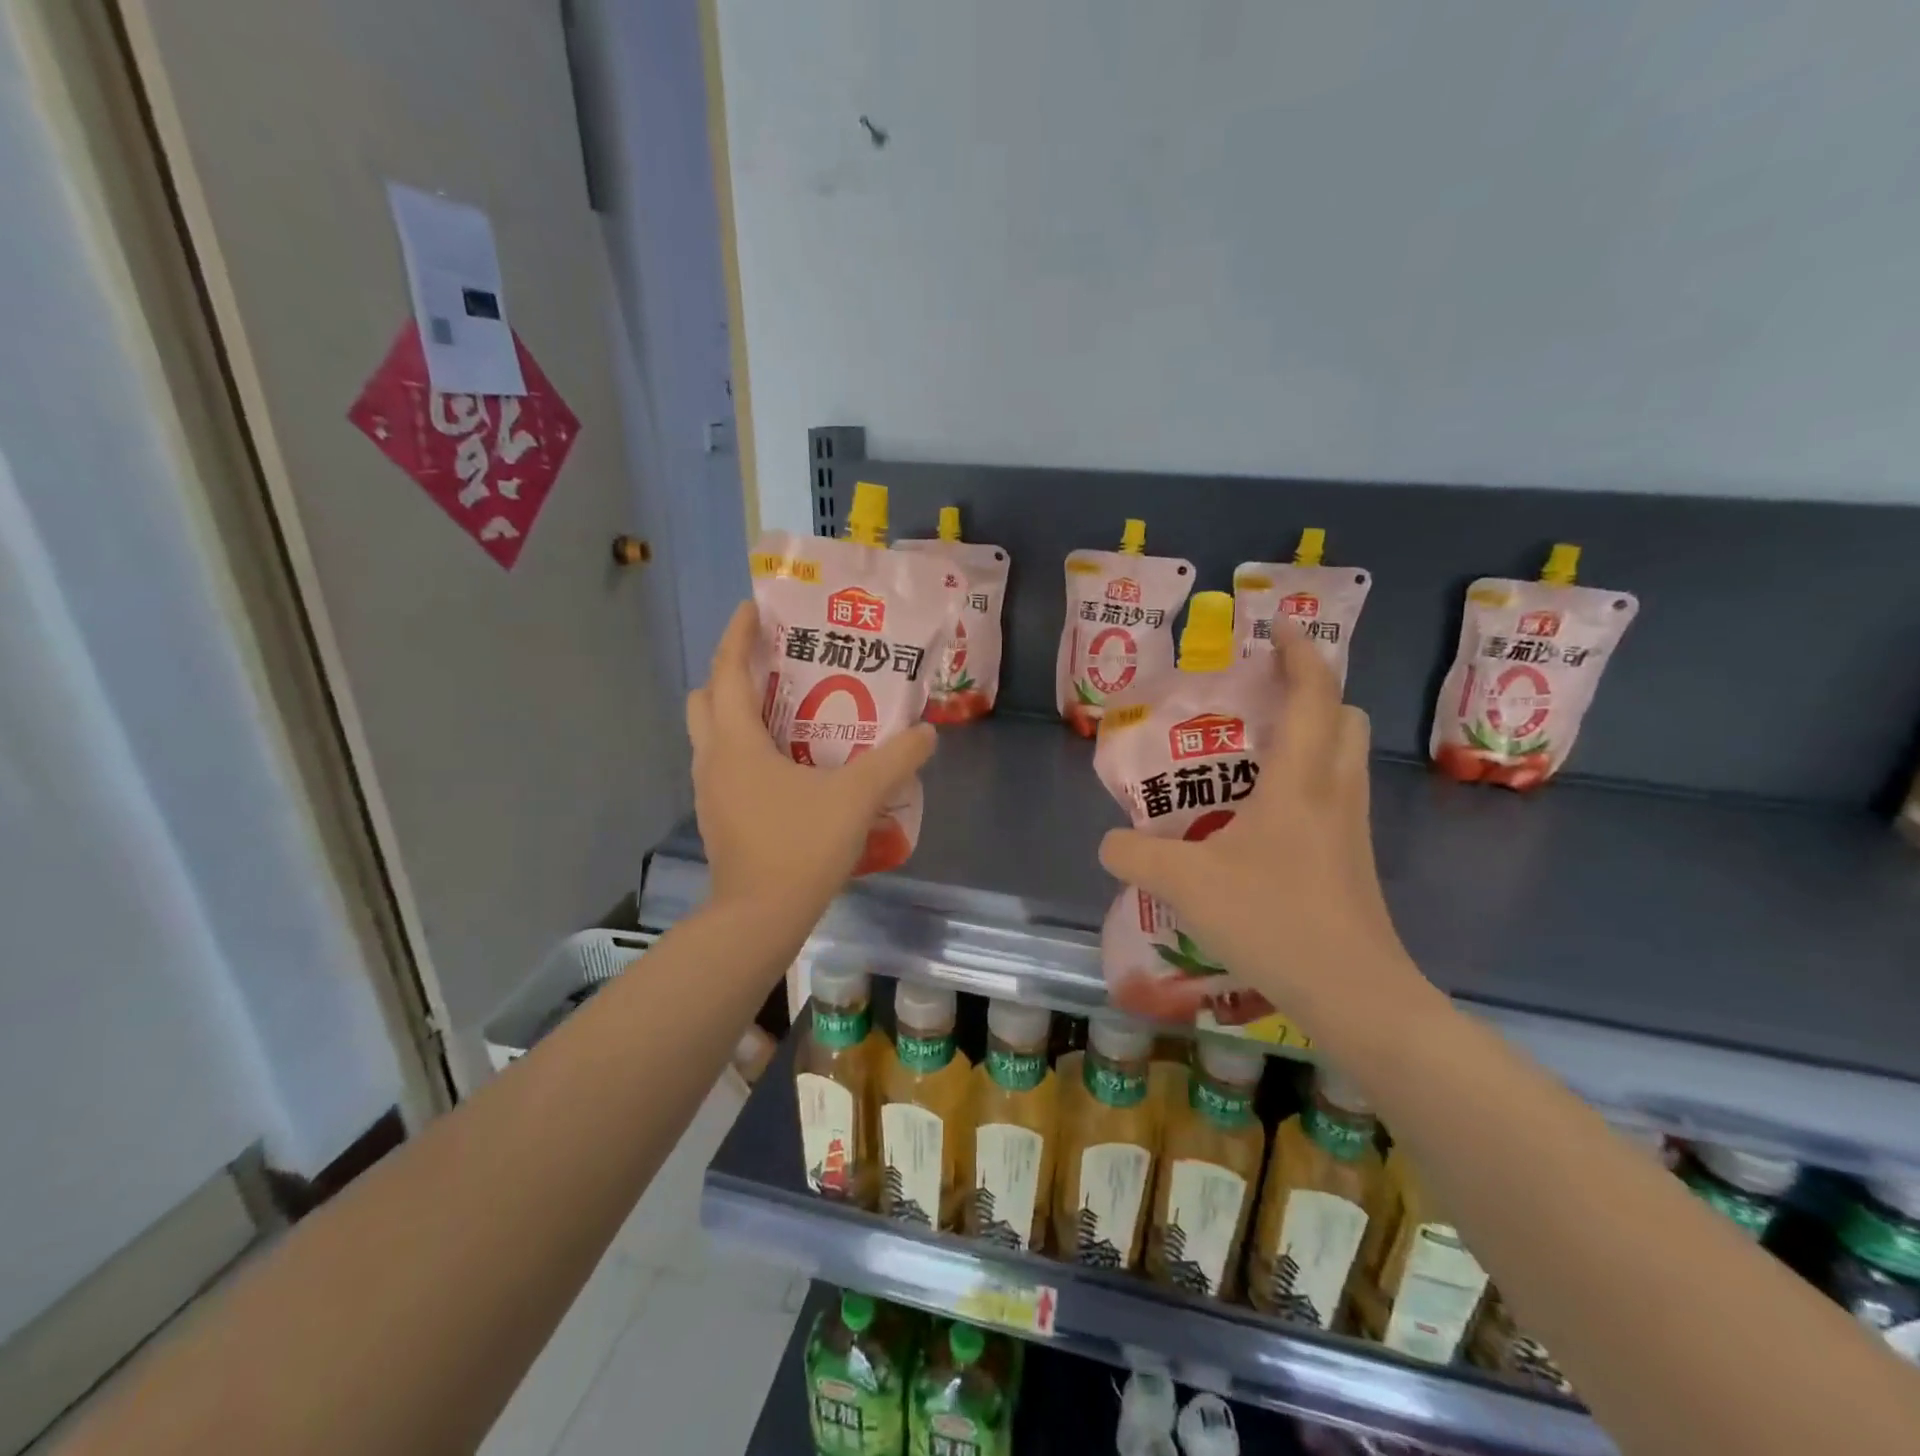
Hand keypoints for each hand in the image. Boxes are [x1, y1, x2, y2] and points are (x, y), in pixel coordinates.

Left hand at [686, 601, 936, 920]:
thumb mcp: (857, 797)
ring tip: (784, 709)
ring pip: (711, 734)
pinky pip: (724, 764)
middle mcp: (712, 759)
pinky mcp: (718, 816)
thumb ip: (895, 760)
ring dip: (737, 712)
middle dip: (731, 673)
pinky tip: (785, 764)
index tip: (754, 608)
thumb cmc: (800, 847)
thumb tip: (927, 733)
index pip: (727, 672)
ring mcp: (709, 791)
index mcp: (736, 742)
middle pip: (706, 698)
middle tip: (772, 664)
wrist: (759, 919)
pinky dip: (745, 747)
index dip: (738, 635)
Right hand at [1097, 624, 1427, 1034]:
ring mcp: (1352, 829)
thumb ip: (1135, 855)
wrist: (1354, 993)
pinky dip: (1305, 784)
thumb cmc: (1274, 919)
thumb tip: (1109, 843)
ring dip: (1309, 739)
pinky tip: (1260, 821)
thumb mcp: (1185, 884)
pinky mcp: (1353, 862)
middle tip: (1259, 701)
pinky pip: (1334, 798)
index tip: (1278, 627)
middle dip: (1310, 694)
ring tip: (1252, 756)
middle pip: (1343, 718)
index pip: (1314, 694)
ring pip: (1344, 759)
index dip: (1299, 653)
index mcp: (1301, 780)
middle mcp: (1335, 792)